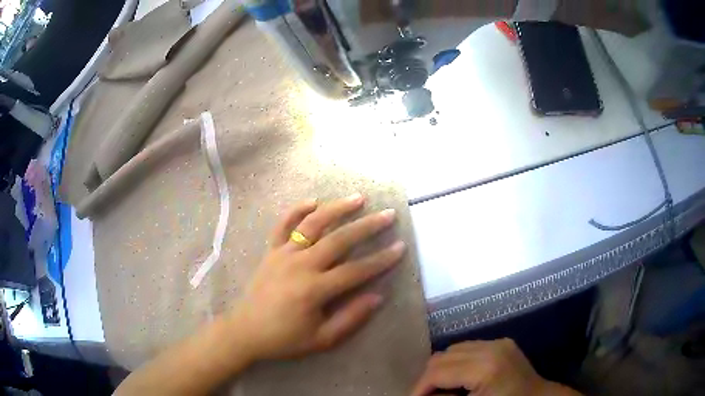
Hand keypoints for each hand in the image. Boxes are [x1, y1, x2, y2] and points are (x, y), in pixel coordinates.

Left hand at [230, 194, 405, 360]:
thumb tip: (377, 296)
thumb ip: (350, 318)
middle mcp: (300, 265)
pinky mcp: (271, 251)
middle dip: (367, 226)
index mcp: (314, 289)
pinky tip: (313, 201)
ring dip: (336, 209)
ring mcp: (283, 254)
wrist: (246, 331)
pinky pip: (283, 225)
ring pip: (313, 224)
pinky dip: (297, 210)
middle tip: (388, 214)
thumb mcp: (321, 339)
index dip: (381, 260)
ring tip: (358, 198)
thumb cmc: (285, 339)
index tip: (400, 247)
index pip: (356, 270)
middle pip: (339, 240)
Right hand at [411, 339, 580, 395]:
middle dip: (428, 378)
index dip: (419, 388)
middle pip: (442, 356)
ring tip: (441, 388)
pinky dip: (458, 362)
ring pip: (454, 349)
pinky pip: (469, 348)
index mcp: (485, 366)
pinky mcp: (503, 343)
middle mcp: (491, 347)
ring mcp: (499, 342)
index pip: (437, 371)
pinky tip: (460, 378)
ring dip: (442, 369)